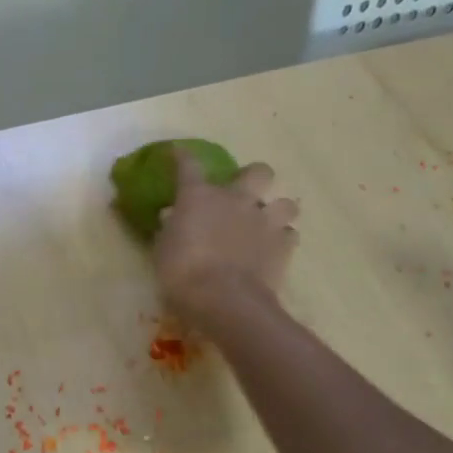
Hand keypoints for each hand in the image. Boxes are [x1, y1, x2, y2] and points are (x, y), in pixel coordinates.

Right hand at [154, 151, 299, 325]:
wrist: (223, 299)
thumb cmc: (182, 272)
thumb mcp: (163, 250)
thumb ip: (170, 229)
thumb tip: (172, 216)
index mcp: (199, 196)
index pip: (188, 165)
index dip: (182, 156)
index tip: (178, 152)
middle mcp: (236, 200)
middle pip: (259, 172)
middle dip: (254, 178)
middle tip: (244, 193)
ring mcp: (264, 221)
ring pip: (287, 203)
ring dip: (277, 211)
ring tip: (266, 225)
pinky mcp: (283, 246)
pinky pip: (290, 235)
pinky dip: (282, 240)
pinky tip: (271, 250)